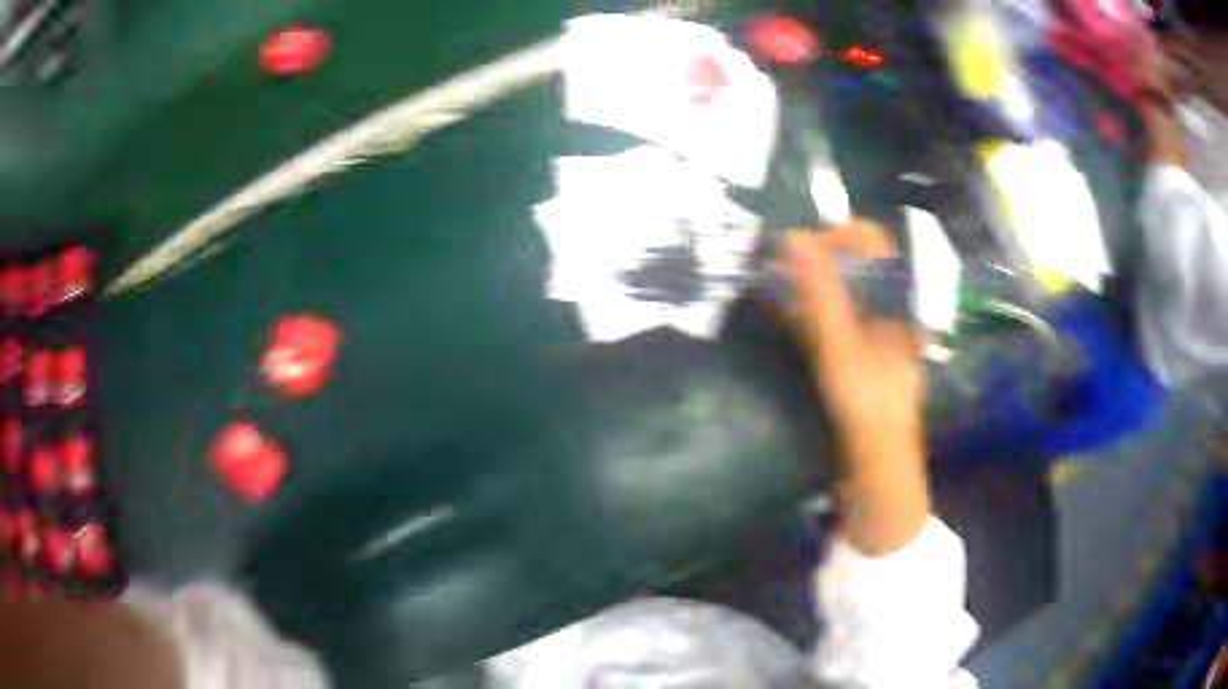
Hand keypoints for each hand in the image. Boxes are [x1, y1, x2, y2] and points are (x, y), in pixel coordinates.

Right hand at [782, 222, 928, 554]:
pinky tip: (775, 317)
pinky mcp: (852, 356)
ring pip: (835, 292)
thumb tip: (793, 238)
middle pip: (850, 265)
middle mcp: (885, 309)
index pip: (872, 242)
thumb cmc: (867, 407)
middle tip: (773, 268)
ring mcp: (869, 333)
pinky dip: (801, 313)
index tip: (798, 250)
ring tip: (768, 288)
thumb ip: (819, 293)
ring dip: (802, 285)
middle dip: (811, 259)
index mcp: (896, 300)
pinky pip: (827, 320)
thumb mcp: (841, 347)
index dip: (836, 235)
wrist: (877, 468)